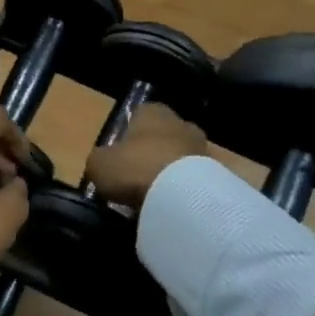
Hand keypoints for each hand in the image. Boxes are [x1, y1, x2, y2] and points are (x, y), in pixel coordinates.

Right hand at [84, 103, 207, 211]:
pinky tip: (170, 204)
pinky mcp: (215, 172)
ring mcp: (201, 146)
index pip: (138, 114)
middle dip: (151, 152)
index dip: (127, 133)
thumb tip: (103, 164)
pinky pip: (192, 178)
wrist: (181, 194)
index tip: (119, 154)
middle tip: (135, 176)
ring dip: (169, 171)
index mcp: (152, 111)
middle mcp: (181, 122)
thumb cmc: (135, 167)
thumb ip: (100, 159)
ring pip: (179, 156)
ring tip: (153, 195)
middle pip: (162, 135)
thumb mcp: (99, 164)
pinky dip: (182, 188)